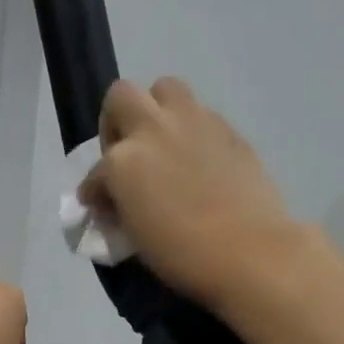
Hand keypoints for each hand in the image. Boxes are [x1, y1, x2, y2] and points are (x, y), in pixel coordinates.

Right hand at [80, 77, 299, 310]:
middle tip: (126, 152)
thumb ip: (120, 205)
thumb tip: (117, 199)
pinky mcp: (227, 128)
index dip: (95, 191)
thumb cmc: (181, 255)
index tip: (102, 207)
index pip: (94, 172)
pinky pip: (199, 113)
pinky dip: (190, 130)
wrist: (249, 251)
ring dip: (156, 110)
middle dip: (116, 121)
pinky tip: (196, 159)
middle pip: (121, 96)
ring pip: (165, 88)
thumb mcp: (133, 234)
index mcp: (122, 161)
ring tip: (161, 144)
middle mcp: (152, 129)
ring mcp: (192, 122)